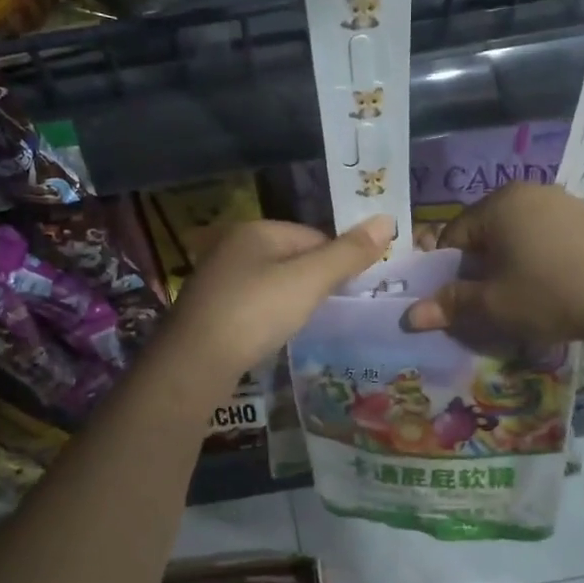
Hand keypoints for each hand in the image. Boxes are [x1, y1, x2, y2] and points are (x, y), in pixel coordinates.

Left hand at [165, 215, 394, 381]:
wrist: (195, 361)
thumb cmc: (256, 312)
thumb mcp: (309, 281)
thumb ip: (348, 254)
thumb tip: (388, 221)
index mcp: (257, 230)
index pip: (314, 236)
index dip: (337, 261)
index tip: (351, 291)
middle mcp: (233, 246)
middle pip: (292, 258)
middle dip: (314, 281)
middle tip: (330, 311)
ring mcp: (218, 278)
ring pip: (272, 282)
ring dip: (292, 300)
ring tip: (304, 325)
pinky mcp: (210, 309)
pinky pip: (253, 304)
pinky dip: (269, 316)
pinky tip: (274, 335)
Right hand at [407, 182, 583, 347]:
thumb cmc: (549, 295)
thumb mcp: (493, 304)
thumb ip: (449, 304)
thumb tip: (409, 317)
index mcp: (499, 203)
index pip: (452, 235)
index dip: (446, 270)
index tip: (454, 300)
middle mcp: (528, 192)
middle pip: (484, 232)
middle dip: (478, 267)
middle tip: (484, 302)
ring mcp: (561, 202)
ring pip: (514, 236)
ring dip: (506, 265)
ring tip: (516, 298)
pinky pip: (543, 237)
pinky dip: (534, 260)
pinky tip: (547, 287)